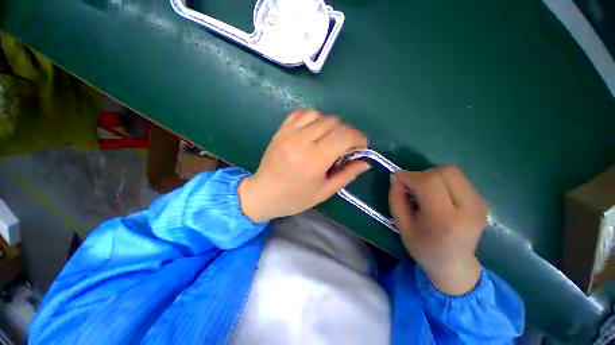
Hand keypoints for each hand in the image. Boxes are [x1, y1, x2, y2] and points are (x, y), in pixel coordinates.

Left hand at [238, 109, 369, 223]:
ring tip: (329, 139)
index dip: (359, 138)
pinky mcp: (281, 130)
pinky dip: (313, 118)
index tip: (361, 146)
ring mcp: (289, 133)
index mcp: (314, 160)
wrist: (263, 193)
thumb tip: (365, 162)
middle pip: (334, 123)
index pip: (345, 136)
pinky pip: (301, 113)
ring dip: (330, 125)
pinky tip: (314, 130)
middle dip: (347, 132)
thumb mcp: (324, 192)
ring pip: (319, 115)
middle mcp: (302, 141)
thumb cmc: (294, 198)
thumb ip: (346, 175)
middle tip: (346, 146)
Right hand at [389, 166, 487, 295]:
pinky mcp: (482, 202)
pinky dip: (442, 181)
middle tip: (412, 187)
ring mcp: (480, 205)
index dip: (410, 176)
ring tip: (424, 191)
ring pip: (453, 172)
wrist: (454, 265)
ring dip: (432, 176)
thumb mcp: (401, 224)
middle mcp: (469, 209)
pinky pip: (459, 179)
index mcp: (445, 220)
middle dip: (423, 174)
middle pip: (446, 172)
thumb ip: (396, 198)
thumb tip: (396, 176)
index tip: (398, 179)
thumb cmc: (423, 247)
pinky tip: (437, 195)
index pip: (430, 182)